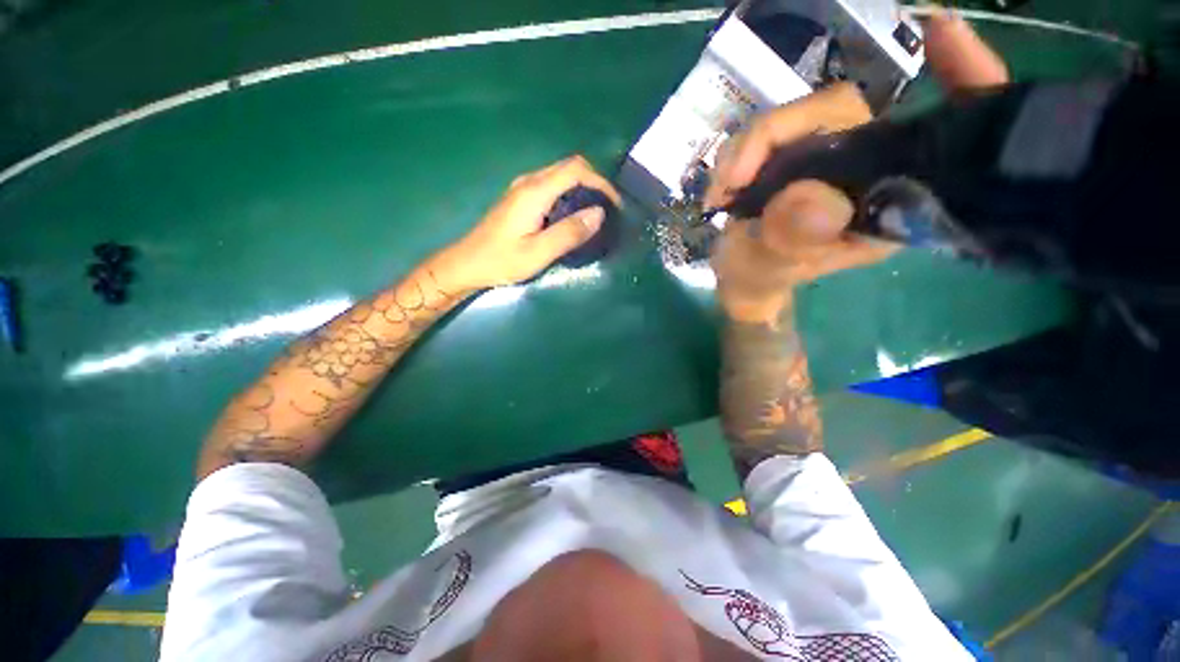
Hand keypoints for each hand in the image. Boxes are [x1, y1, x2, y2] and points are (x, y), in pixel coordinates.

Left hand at [442, 155, 621, 288]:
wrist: (467, 263)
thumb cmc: (502, 261)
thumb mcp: (539, 252)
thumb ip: (569, 232)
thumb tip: (600, 213)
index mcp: (535, 192)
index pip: (576, 170)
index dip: (601, 182)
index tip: (615, 205)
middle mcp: (529, 182)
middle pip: (570, 167)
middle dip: (595, 182)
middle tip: (610, 210)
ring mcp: (523, 188)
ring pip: (561, 175)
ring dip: (583, 188)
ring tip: (597, 214)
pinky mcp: (521, 198)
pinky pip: (553, 186)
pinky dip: (570, 194)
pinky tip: (574, 215)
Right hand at [708, 10, 1008, 321]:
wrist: (741, 277)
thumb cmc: (761, 278)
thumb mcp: (770, 268)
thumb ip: (790, 240)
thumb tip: (811, 198)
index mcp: (889, 202)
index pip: (939, 133)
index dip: (962, 79)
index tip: (941, 33)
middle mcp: (868, 169)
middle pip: (838, 110)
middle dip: (775, 134)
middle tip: (731, 180)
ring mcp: (830, 157)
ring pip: (797, 117)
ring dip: (747, 149)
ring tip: (721, 194)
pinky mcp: (797, 154)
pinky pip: (772, 131)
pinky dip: (740, 151)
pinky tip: (723, 184)